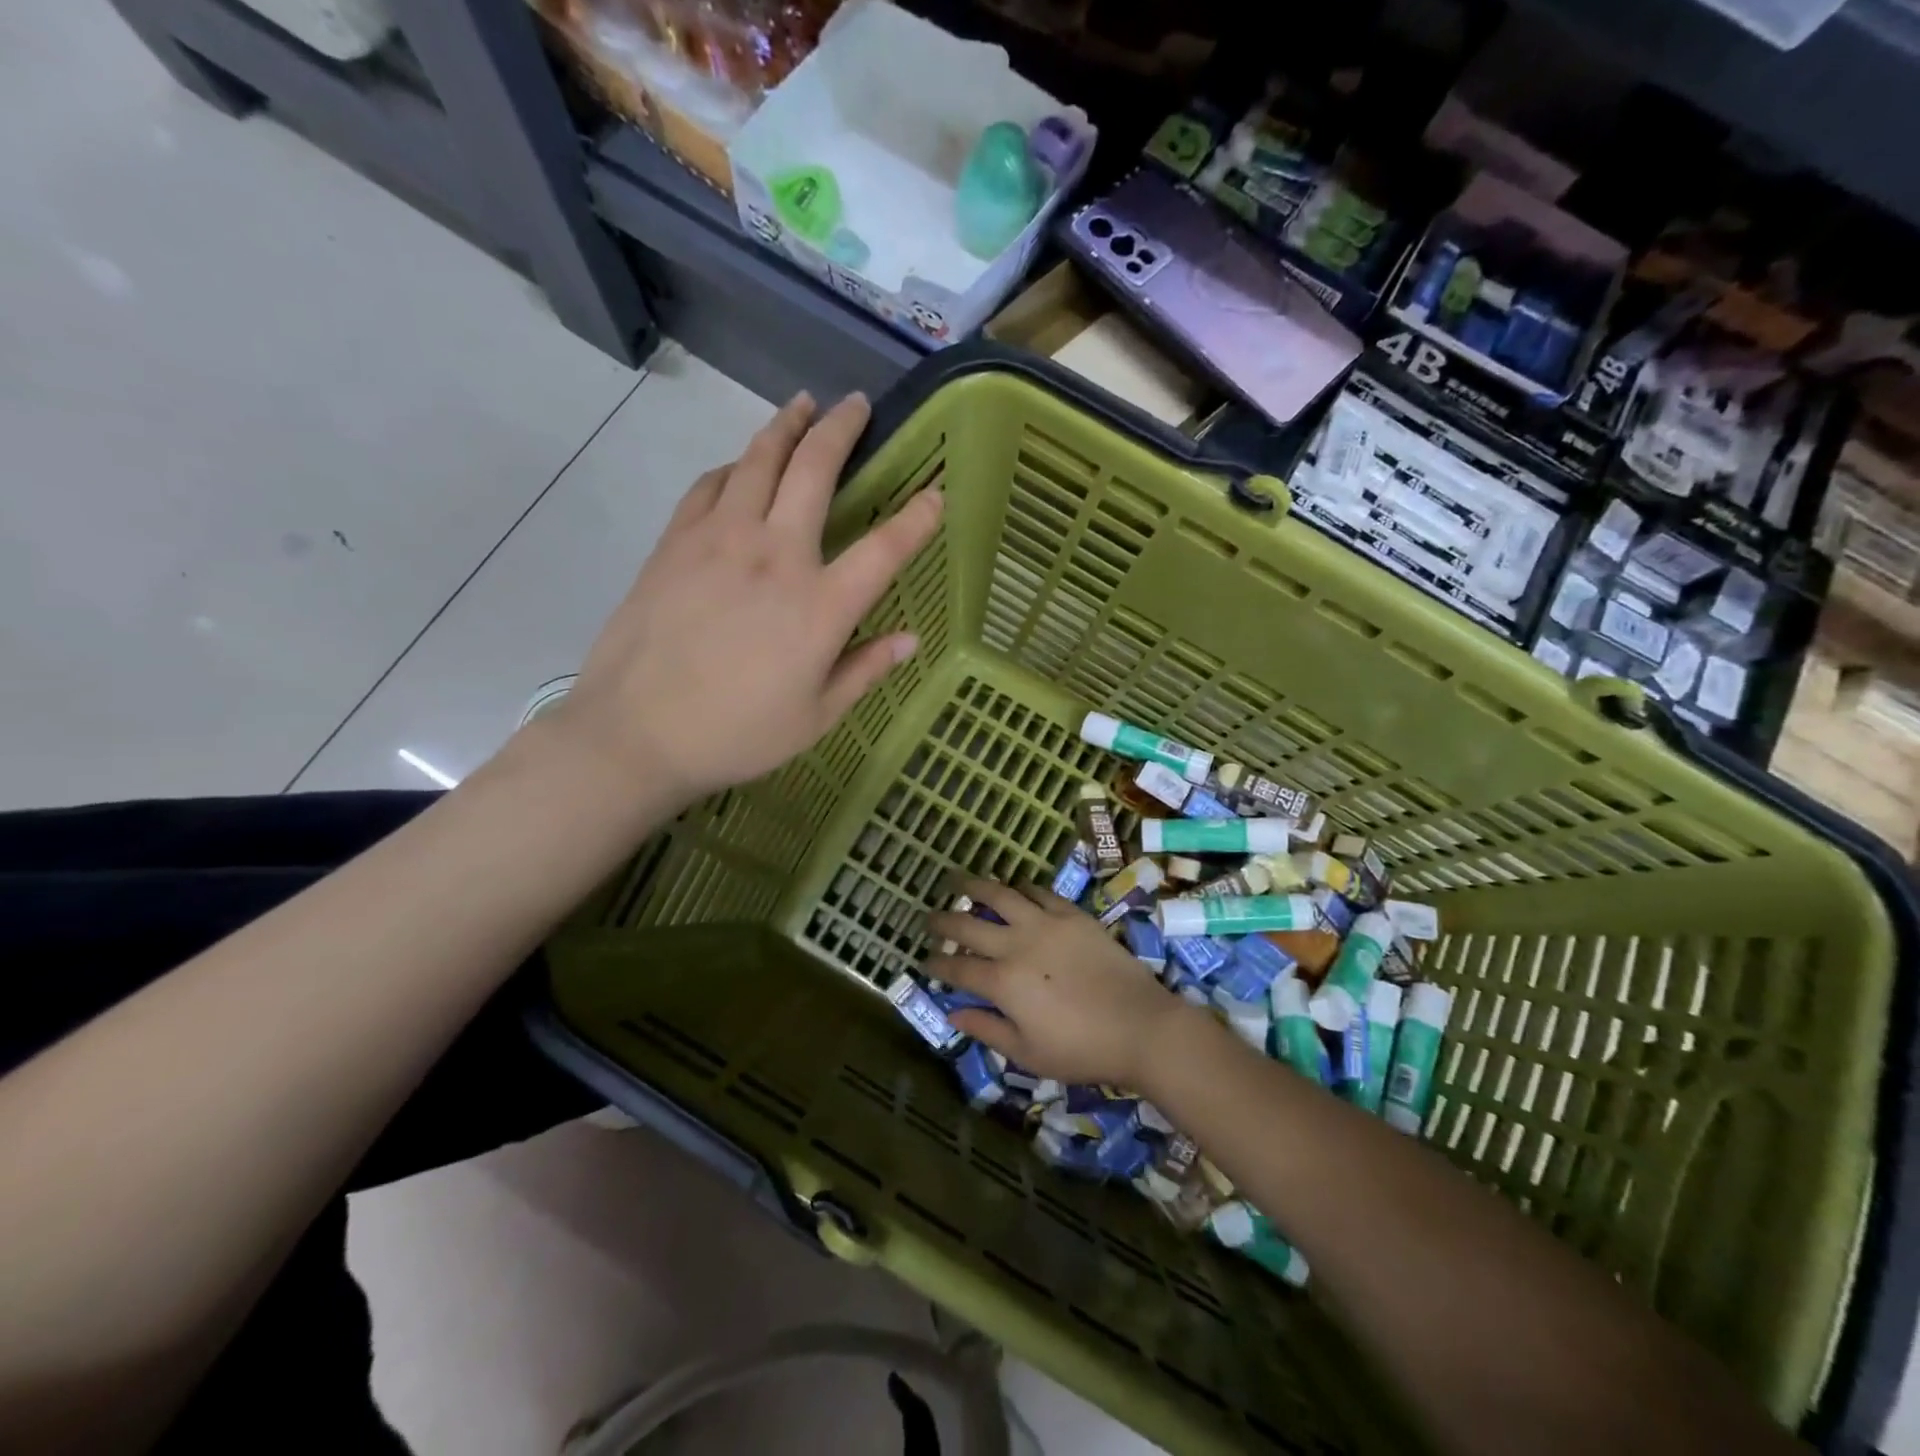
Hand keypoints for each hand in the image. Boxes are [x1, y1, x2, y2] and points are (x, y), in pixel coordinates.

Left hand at [551, 392, 942, 805]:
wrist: (636, 733)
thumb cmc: (737, 734)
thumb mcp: (816, 716)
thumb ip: (865, 670)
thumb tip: (910, 639)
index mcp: (820, 605)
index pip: (885, 547)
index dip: (918, 517)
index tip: (935, 491)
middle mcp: (775, 555)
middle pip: (814, 470)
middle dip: (842, 429)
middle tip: (857, 404)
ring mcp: (719, 540)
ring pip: (758, 460)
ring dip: (785, 426)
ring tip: (801, 405)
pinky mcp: (675, 542)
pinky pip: (710, 485)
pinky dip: (733, 466)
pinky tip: (740, 466)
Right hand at [925, 879, 1200, 1089]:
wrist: (1141, 1026)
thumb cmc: (1082, 1050)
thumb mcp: (1027, 1054)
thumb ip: (987, 1030)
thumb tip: (953, 1013)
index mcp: (1003, 982)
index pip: (958, 968)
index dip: (937, 965)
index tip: (926, 962)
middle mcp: (1017, 944)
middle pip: (969, 924)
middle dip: (943, 921)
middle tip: (929, 918)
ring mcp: (1046, 924)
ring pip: (1001, 894)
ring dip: (975, 886)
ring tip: (959, 881)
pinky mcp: (1073, 915)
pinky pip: (1040, 892)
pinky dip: (1021, 888)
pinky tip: (1013, 888)